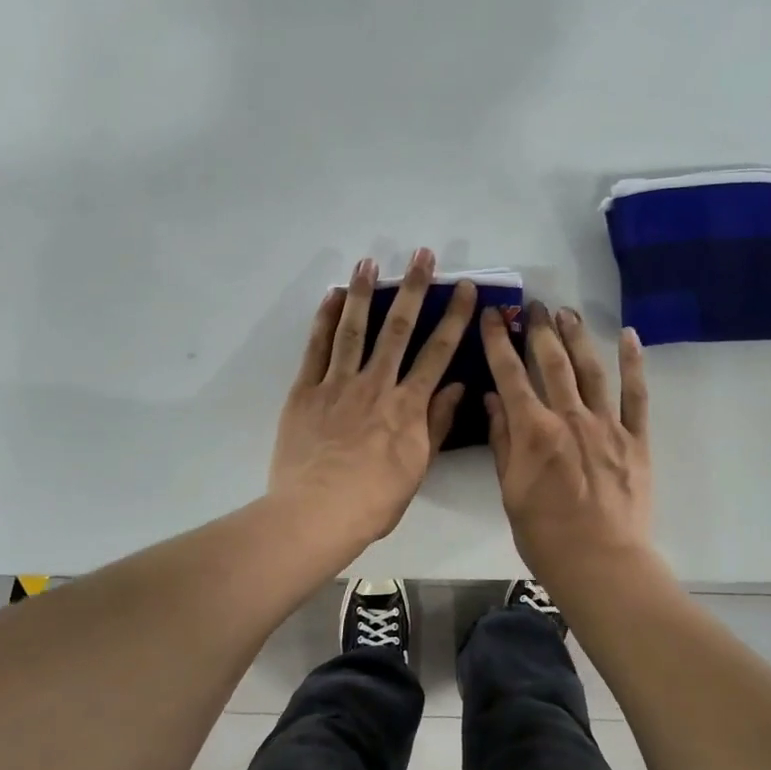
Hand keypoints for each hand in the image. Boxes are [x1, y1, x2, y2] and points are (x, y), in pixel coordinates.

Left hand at [270, 249, 476, 545]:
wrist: (317, 514)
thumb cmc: (374, 500)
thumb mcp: (417, 468)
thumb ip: (436, 424)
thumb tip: (456, 387)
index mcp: (408, 406)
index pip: (438, 353)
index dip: (454, 318)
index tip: (465, 289)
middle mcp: (376, 385)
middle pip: (398, 329)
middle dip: (413, 289)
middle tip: (422, 255)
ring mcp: (337, 384)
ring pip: (353, 329)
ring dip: (363, 293)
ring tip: (369, 261)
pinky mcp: (305, 391)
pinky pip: (316, 349)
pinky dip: (324, 321)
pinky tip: (331, 297)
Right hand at [482, 302, 654, 582]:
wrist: (600, 562)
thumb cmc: (544, 534)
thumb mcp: (509, 491)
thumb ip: (502, 442)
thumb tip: (493, 400)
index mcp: (533, 431)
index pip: (510, 375)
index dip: (499, 341)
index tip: (492, 316)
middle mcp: (569, 417)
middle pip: (552, 363)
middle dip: (540, 330)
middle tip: (534, 306)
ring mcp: (607, 426)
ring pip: (591, 370)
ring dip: (578, 337)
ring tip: (567, 313)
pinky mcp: (636, 440)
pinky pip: (637, 395)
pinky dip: (633, 364)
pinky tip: (629, 336)